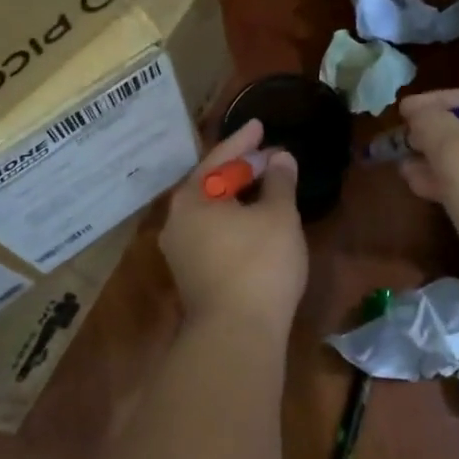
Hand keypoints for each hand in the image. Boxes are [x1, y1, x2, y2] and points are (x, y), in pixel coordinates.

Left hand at [160, 119, 307, 335]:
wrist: (236, 334)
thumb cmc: (259, 264)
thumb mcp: (278, 216)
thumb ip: (279, 181)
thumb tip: (280, 158)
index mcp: (192, 199)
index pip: (218, 158)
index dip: (243, 141)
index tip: (260, 125)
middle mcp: (177, 221)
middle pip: (211, 184)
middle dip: (242, 169)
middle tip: (269, 156)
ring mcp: (180, 251)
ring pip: (212, 211)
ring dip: (239, 196)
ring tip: (266, 185)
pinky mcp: (192, 276)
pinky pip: (213, 233)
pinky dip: (234, 220)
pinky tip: (256, 222)